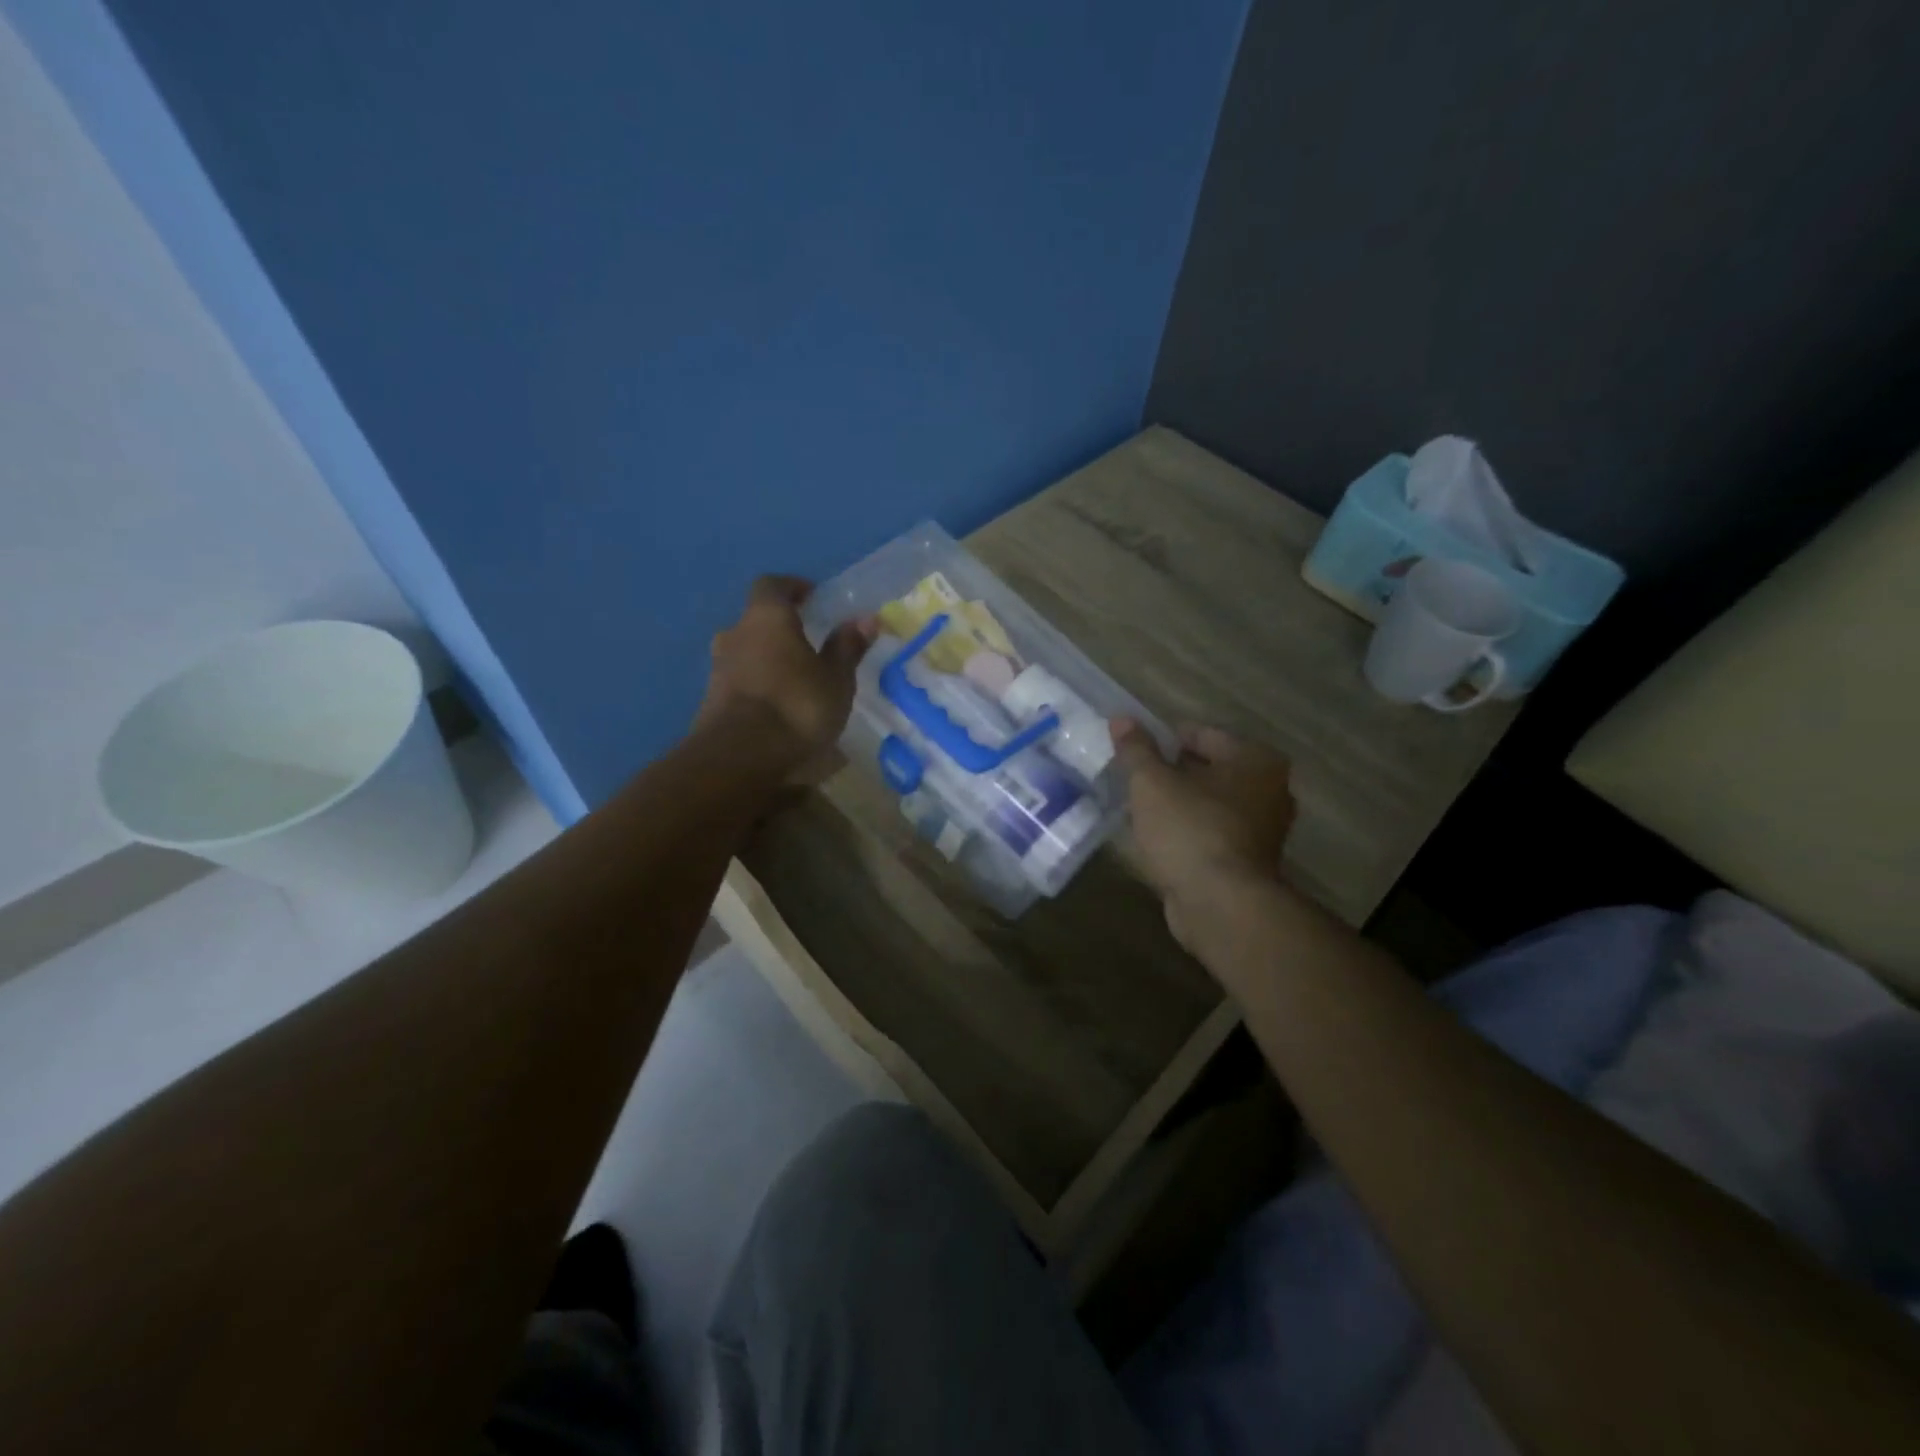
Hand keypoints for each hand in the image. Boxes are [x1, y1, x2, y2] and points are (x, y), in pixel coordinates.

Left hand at [695, 576, 873, 776]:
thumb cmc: (796, 706)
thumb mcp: (835, 679)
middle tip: (810, 644)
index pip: (773, 585)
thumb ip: (847, 647)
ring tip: (797, 680)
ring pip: (747, 652)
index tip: (813, 598)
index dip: (793, 588)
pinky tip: (778, 706)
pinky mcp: (710, 700)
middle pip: (757, 620)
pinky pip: (740, 680)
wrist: (739, 758)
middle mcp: (735, 634)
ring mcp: (718, 668)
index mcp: (766, 618)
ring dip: (768, 659)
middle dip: (782, 628)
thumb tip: (866, 618)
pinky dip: (758, 685)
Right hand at [1111, 719, 1295, 948]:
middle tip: (1134, 780)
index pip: (1201, 734)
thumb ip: (1136, 749)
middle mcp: (1270, 789)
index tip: (1133, 753)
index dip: (1163, 739)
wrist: (1221, 905)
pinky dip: (1189, 831)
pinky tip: (1159, 839)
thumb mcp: (1151, 783)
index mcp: (1255, 759)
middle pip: (1209, 769)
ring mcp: (1264, 829)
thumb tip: (1121, 718)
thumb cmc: (1190, 830)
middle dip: (1172, 772)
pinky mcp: (1250, 862)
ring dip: (1180, 804)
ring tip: (1141, 809)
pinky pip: (1212, 833)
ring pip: (1210, 803)